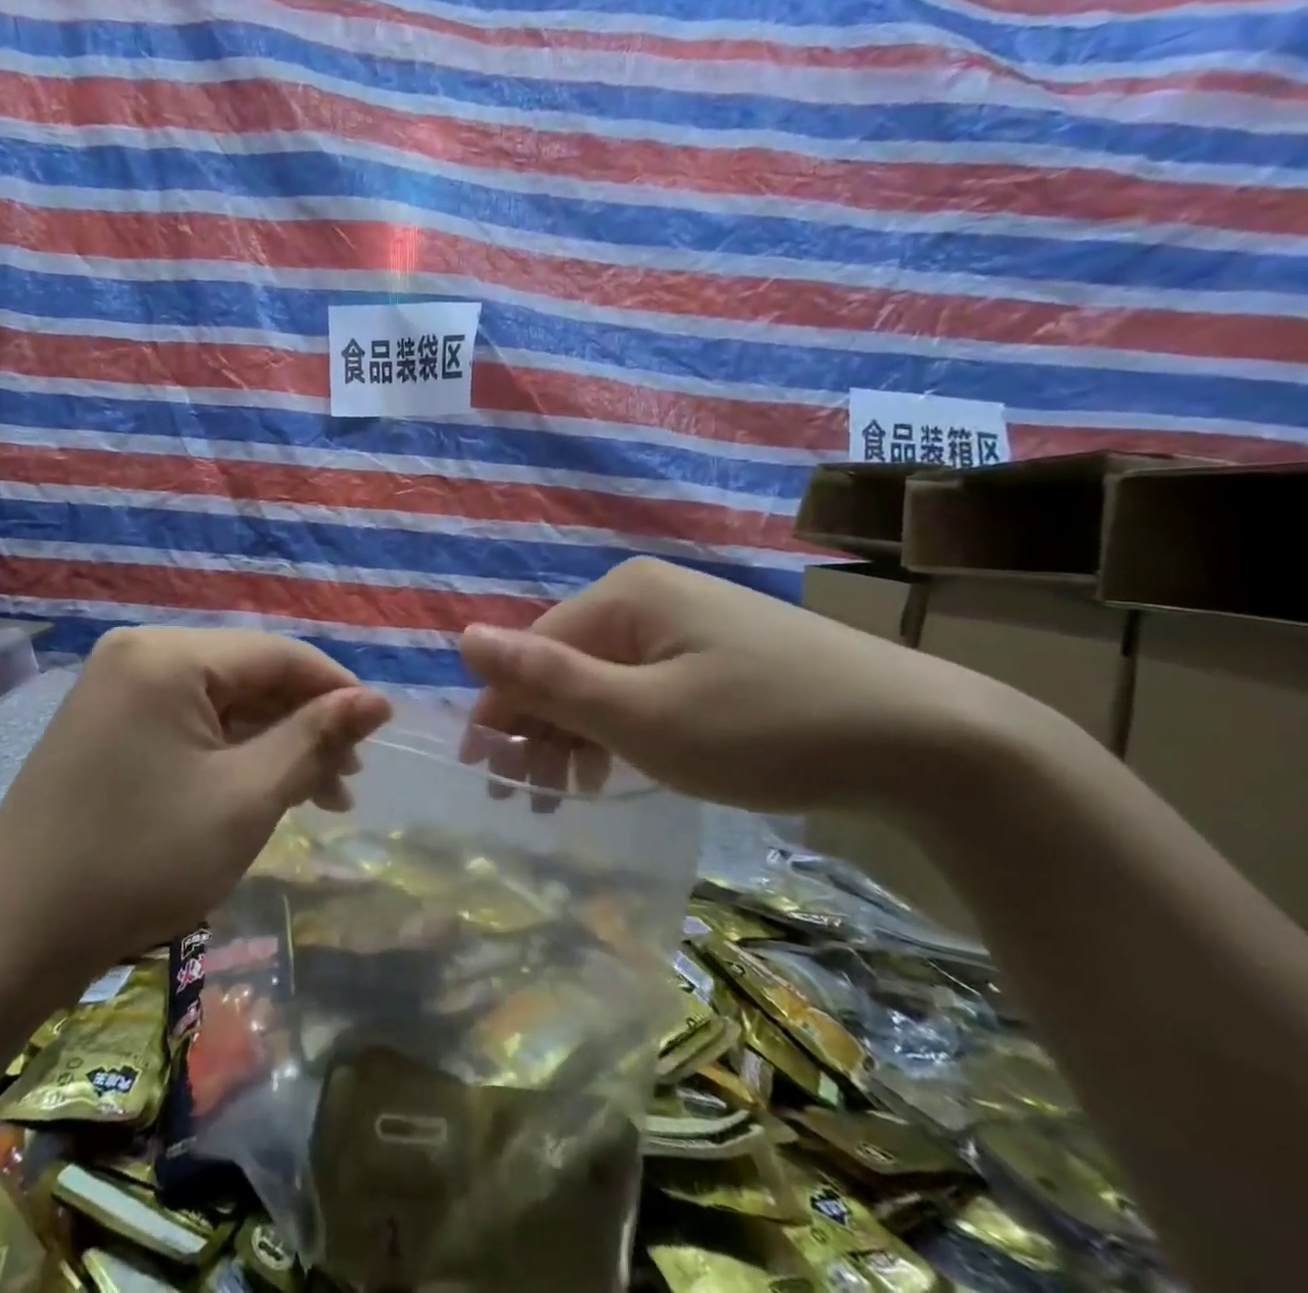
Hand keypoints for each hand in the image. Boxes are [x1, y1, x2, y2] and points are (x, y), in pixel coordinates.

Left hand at [0, 627, 390, 974]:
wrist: (9, 935)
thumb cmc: (141, 861)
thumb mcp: (245, 798)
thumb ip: (315, 738)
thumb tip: (378, 700)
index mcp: (169, 654)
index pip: (278, 653)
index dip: (338, 688)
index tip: (382, 730)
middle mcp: (140, 653)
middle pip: (249, 674)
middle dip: (305, 723)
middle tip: (348, 781)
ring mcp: (116, 686)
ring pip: (221, 701)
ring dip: (273, 742)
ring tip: (320, 795)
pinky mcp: (106, 722)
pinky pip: (187, 721)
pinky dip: (230, 752)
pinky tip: (262, 787)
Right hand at [461, 557, 1026, 816]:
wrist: (928, 739)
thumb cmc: (765, 728)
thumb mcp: (642, 715)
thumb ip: (548, 679)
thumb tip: (463, 638)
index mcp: (622, 595)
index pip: (531, 649)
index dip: (502, 710)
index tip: (490, 775)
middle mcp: (648, 594)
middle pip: (565, 661)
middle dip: (540, 726)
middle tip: (533, 797)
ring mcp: (688, 619)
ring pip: (604, 676)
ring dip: (577, 731)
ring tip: (571, 792)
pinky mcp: (719, 648)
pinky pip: (645, 682)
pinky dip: (623, 725)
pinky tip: (622, 763)